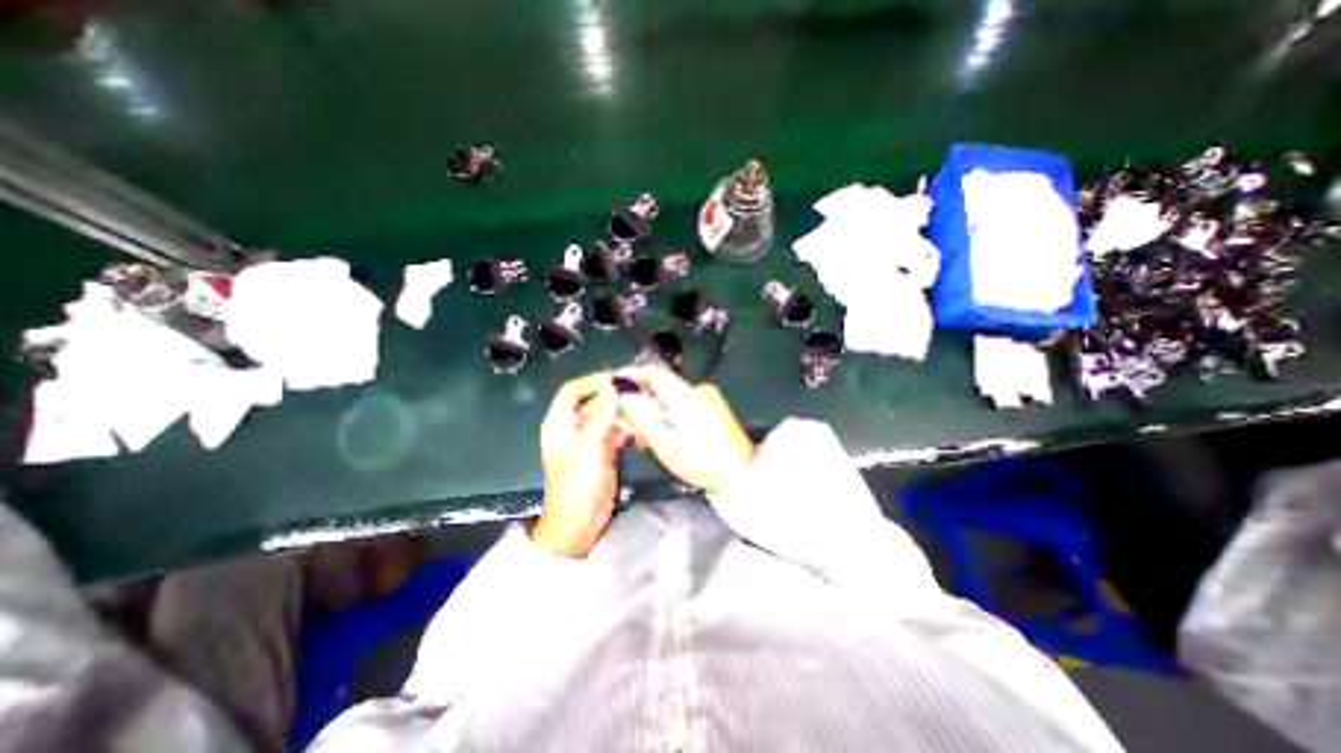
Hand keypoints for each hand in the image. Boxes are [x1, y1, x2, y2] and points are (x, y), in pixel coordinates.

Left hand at [533, 370, 632, 554]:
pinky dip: (629, 429)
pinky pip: (617, 432)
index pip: (573, 391)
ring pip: (608, 416)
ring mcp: (590, 439)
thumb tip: (612, 388)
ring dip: (624, 413)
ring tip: (644, 409)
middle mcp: (574, 427)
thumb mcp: (587, 448)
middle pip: (593, 402)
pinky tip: (643, 430)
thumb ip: (600, 417)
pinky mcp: (604, 451)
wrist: (580, 523)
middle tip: (637, 392)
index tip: (616, 379)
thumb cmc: (576, 486)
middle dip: (613, 397)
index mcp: (559, 424)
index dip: (592, 382)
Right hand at [616, 364, 752, 494]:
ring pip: (671, 396)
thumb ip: (642, 417)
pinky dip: (670, 414)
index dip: (631, 375)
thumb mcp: (665, 444)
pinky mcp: (714, 406)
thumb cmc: (704, 463)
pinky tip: (668, 434)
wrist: (742, 473)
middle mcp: (698, 391)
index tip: (615, 384)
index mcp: (685, 397)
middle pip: (661, 386)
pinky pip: (684, 402)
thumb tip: (624, 398)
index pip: (653, 373)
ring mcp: (709, 398)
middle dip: (641, 401)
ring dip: (655, 411)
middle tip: (630, 424)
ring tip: (648, 437)